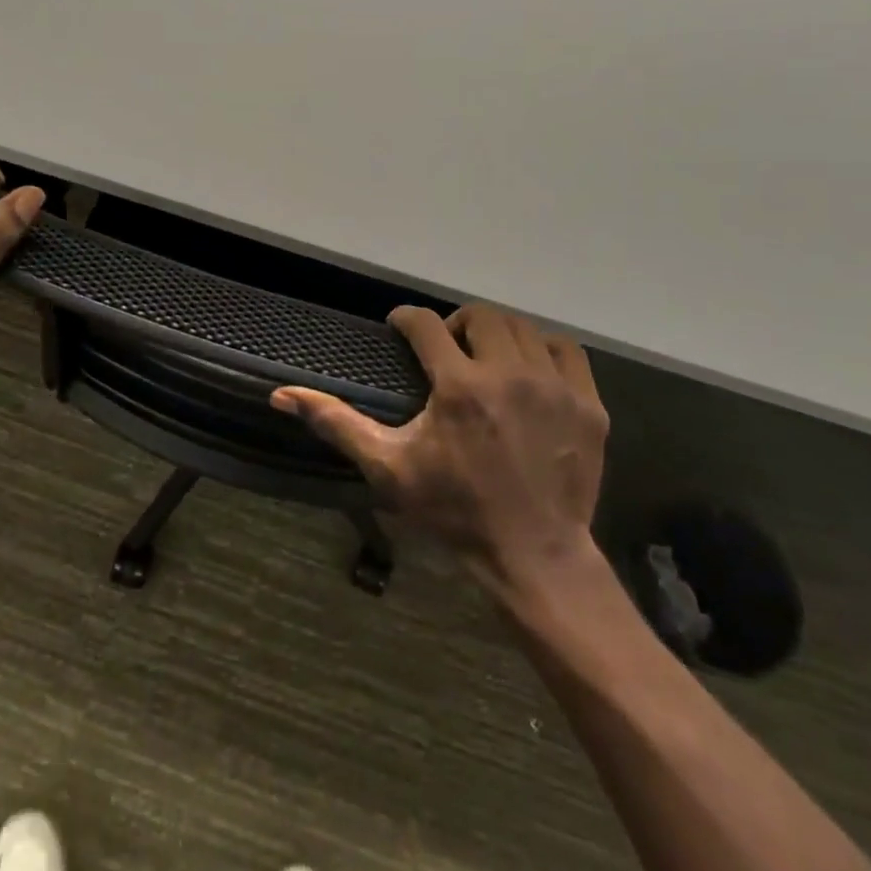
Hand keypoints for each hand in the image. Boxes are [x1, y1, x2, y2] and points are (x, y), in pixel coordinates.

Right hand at [273, 303, 606, 587]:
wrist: (533, 555)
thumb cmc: (453, 511)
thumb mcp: (388, 468)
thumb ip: (337, 425)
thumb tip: (281, 395)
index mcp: (459, 386)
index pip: (426, 323)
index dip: (406, 319)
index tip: (398, 327)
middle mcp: (509, 374)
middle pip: (479, 315)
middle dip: (455, 323)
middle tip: (445, 347)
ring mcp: (555, 387)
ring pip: (523, 328)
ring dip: (497, 334)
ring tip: (485, 357)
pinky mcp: (588, 404)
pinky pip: (565, 350)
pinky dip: (543, 349)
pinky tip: (530, 370)